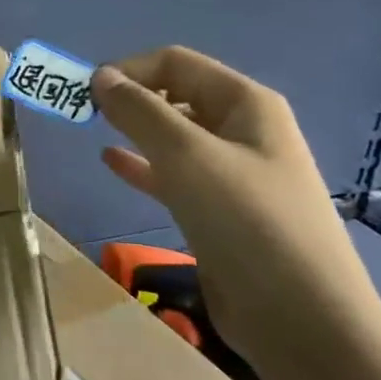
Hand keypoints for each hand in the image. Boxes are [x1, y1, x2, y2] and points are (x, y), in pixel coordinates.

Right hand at [92, 47, 380, 377]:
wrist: (299, 315)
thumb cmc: (245, 220)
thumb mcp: (186, 155)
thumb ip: (139, 111)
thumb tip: (100, 77)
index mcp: (245, 103)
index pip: (176, 63)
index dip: (128, 70)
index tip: (84, 93)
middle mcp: (242, 130)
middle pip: (175, 95)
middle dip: (129, 97)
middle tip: (81, 113)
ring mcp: (232, 173)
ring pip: (172, 136)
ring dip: (133, 129)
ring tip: (90, 131)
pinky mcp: (218, 210)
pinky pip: (172, 174)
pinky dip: (142, 165)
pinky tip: (111, 162)